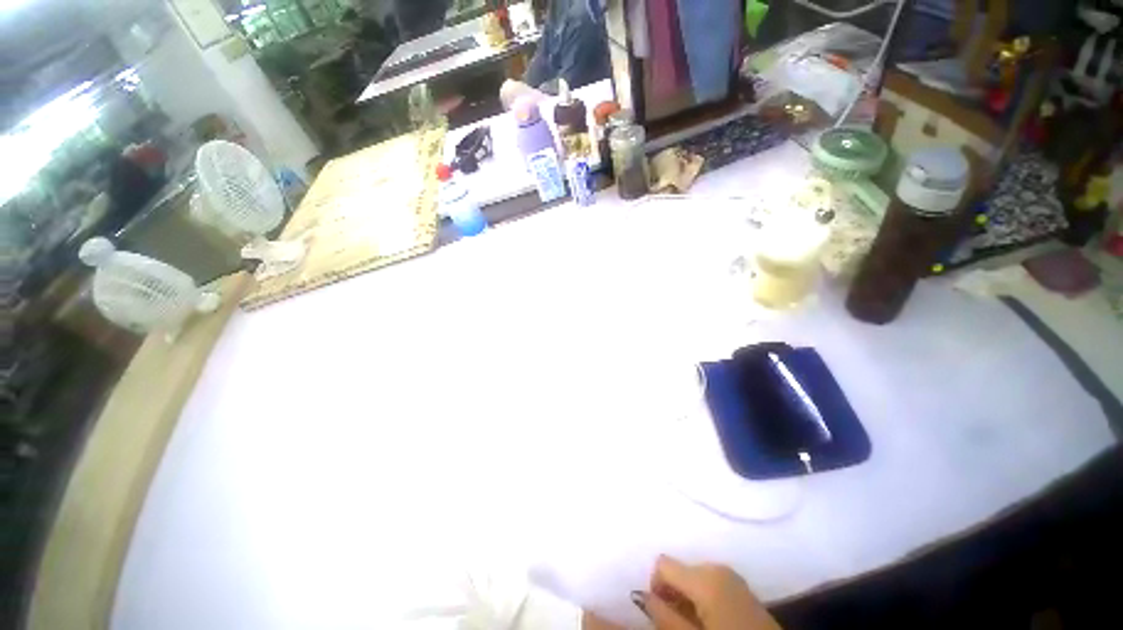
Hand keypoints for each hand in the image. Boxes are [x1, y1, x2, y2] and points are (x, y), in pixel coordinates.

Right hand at [641, 556, 780, 629]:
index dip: (655, 586)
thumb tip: (640, 595)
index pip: (663, 563)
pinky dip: (704, 599)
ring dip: (688, 597)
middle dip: (672, 593)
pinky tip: (711, 622)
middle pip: (680, 569)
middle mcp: (717, 567)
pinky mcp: (743, 588)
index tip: (659, 612)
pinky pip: (712, 584)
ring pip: (695, 577)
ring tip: (694, 625)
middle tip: (675, 623)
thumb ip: (663, 615)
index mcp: (704, 576)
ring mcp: (733, 577)